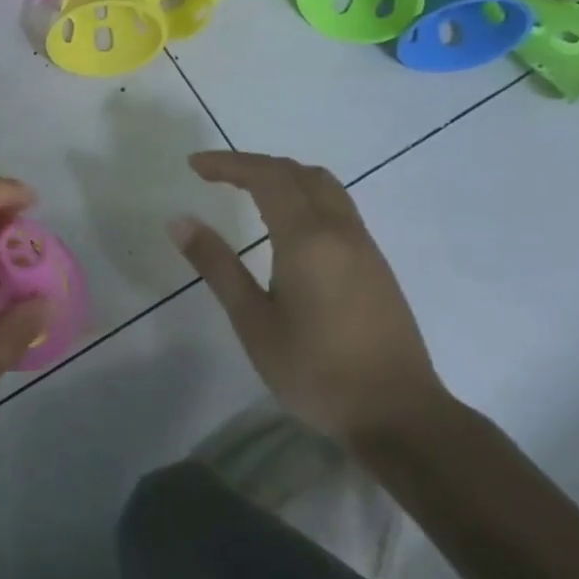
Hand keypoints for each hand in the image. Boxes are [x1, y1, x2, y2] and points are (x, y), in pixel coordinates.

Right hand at [169, 151, 446, 444]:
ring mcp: (364, 247)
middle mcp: (341, 231)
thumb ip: (217, 265)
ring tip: (246, 192)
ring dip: (284, 177)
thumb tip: (180, 221)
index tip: (193, 166)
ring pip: (325, 187)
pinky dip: (304, 197)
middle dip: (254, 165)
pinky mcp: (376, 266)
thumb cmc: (315, 370)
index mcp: (307, 239)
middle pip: (299, 173)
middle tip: (214, 176)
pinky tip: (285, 226)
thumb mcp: (253, 321)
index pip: (267, 177)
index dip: (228, 164)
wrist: (398, 414)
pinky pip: (338, 209)